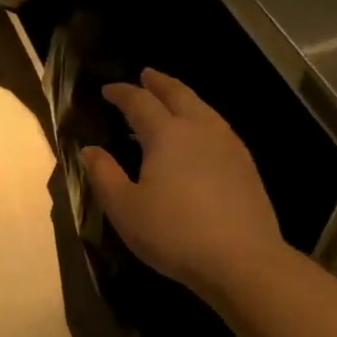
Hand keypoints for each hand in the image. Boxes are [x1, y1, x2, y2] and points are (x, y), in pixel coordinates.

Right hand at [80, 69, 288, 296]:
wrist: (242, 260)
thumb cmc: (174, 233)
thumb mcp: (125, 208)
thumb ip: (104, 174)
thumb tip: (90, 149)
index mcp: (166, 134)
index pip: (139, 102)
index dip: (122, 93)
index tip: (108, 90)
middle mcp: (199, 128)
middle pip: (178, 94)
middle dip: (159, 83)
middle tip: (146, 75)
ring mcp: (228, 145)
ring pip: (203, 108)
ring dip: (183, 98)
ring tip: (172, 100)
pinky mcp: (246, 165)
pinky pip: (218, 127)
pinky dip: (201, 119)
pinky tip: (200, 136)